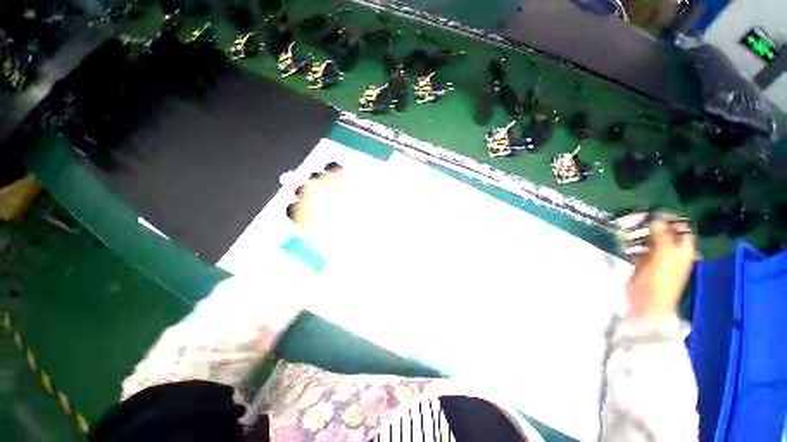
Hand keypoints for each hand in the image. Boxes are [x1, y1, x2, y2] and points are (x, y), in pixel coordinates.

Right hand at [626, 217, 696, 318]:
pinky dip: (632, 244)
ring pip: (650, 240)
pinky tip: (625, 241)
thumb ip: (661, 236)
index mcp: (683, 250)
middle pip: (665, 233)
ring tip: (628, 227)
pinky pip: (639, 249)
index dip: (671, 219)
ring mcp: (657, 258)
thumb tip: (655, 218)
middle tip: (638, 217)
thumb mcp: (664, 255)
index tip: (654, 212)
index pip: (681, 229)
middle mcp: (672, 252)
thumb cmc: (661, 278)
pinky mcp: (643, 263)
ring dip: (640, 234)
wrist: (648, 301)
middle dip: (653, 225)